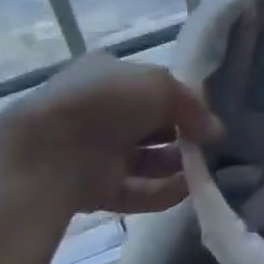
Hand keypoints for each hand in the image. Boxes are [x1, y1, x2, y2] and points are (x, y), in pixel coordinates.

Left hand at [0, 52, 221, 216]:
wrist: (47, 154)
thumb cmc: (106, 102)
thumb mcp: (160, 86)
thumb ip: (192, 106)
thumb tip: (216, 131)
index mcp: (108, 72)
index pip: (152, 84)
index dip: (182, 98)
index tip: (208, 114)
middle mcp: (101, 109)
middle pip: (150, 123)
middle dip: (182, 134)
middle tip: (212, 145)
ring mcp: (94, 149)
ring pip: (145, 158)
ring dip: (175, 164)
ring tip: (206, 169)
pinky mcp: (92, 187)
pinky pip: (135, 189)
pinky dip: (161, 191)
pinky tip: (187, 190)